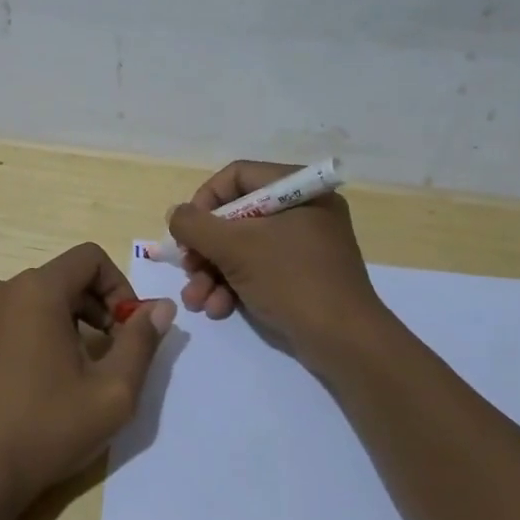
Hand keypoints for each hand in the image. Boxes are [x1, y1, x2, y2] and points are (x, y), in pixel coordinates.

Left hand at [0, 243, 175, 512]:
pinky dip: (32, 334)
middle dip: (95, 308)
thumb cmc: (46, 428)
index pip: (89, 258)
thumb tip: (161, 307)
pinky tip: (36, 381)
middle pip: (62, 278)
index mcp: (37, 290)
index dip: (119, 287)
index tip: (128, 331)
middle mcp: (2, 290)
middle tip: (110, 355)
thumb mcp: (112, 392)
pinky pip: (8, 319)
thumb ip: (142, 342)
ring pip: (35, 299)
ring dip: (65, 322)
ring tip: (74, 371)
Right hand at [167, 160, 386, 357]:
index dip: (205, 200)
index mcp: (299, 191)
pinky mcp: (300, 277)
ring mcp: (302, 246)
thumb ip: (195, 225)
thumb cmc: (292, 281)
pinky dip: (233, 286)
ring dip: (212, 273)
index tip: (188, 230)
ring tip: (196, 300)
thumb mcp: (235, 248)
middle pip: (235, 216)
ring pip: (241, 247)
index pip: (237, 177)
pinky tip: (218, 309)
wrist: (345, 343)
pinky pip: (257, 269)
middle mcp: (302, 212)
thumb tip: (175, 215)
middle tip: (187, 269)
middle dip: (205, 248)